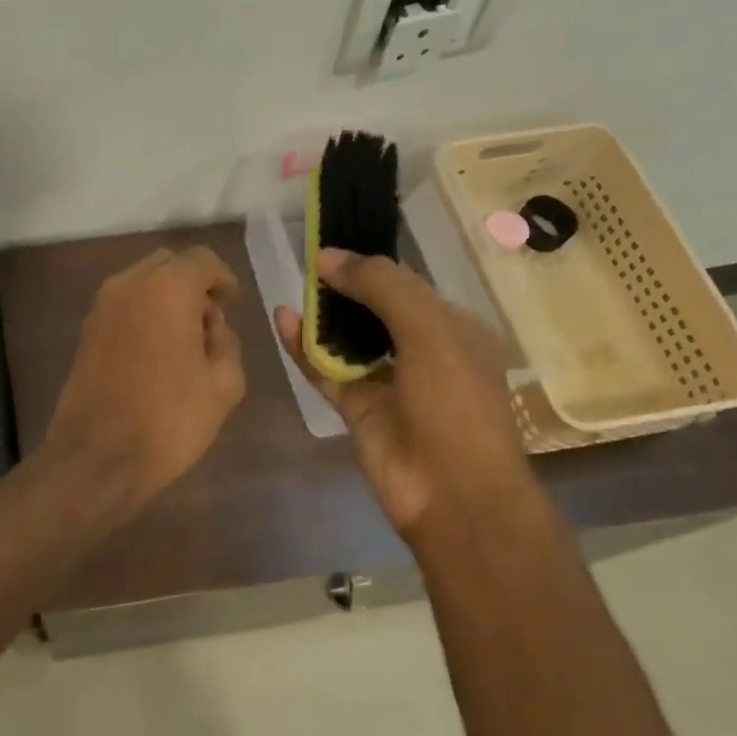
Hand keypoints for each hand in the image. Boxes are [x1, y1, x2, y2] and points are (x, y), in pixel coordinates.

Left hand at [44, 246, 246, 509]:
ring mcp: (100, 307)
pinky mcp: (85, 332)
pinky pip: (123, 307)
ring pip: (141, 284)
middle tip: (209, 322)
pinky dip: (143, 316)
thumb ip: (226, 341)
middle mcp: (128, 284)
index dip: (223, 279)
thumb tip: (210, 324)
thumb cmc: (169, 419)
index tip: (232, 304)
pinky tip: (156, 353)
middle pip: (168, 265)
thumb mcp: (224, 383)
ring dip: (165, 300)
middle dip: (192, 285)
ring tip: (183, 342)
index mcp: (167, 287)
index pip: (202, 260)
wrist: (98, 457)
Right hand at [275, 249, 531, 536]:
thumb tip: (328, 256)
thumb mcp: (429, 330)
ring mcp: (386, 382)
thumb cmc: (454, 402)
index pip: (407, 284)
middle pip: (374, 310)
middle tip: (305, 262)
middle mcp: (420, 351)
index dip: (370, 264)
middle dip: (342, 287)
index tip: (330, 243)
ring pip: (347, 340)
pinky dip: (304, 349)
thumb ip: (381, 287)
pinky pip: (325, 371)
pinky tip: (282, 322)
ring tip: (292, 287)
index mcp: (452, 328)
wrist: (452, 492)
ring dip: (321, 316)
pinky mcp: (357, 409)